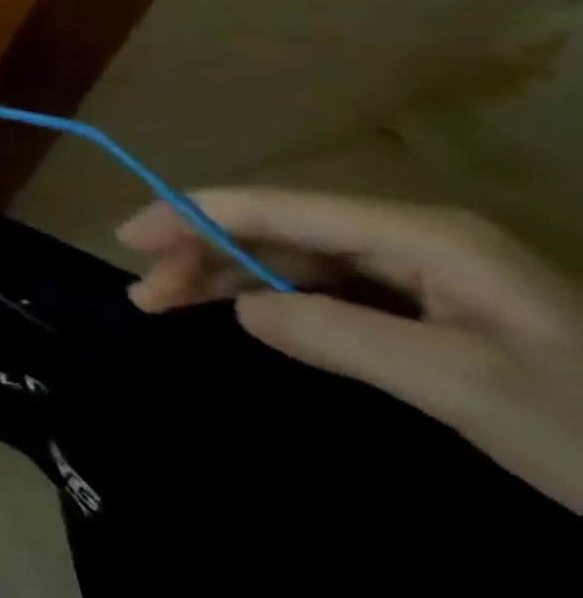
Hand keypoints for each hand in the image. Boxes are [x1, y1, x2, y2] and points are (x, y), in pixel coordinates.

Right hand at [118, 188, 582, 512]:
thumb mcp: (467, 388)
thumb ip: (339, 335)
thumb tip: (243, 306)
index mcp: (419, 235)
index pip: (278, 208)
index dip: (194, 213)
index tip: (131, 237)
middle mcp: (411, 239)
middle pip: (278, 230)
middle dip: (202, 252)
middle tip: (144, 292)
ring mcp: (423, 275)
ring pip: (295, 259)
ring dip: (228, 276)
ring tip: (169, 302)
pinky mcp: (431, 311)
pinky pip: (327, 290)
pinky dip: (273, 299)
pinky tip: (243, 314)